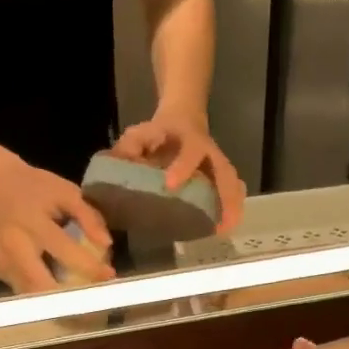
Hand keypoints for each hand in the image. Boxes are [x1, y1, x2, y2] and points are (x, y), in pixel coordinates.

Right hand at [0, 151, 113, 293]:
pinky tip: (54, 284)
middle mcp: (13, 246)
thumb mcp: (65, 192)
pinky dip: (41, 291)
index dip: (89, 267)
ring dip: (55, 300)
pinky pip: (23, 288)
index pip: (65, 252)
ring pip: (30, 294)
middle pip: (40, 285)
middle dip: (68, 299)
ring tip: (77, 298)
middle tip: (91, 301)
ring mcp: (1, 261)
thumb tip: (106, 244)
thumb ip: (88, 216)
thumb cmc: (34, 187)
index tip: (108, 276)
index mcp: (33, 223)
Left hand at [112, 112, 246, 233]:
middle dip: (224, 195)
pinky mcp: (221, 175)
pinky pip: (233, 190)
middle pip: (224, 171)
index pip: (191, 151)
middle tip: (217, 222)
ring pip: (232, 183)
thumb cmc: (159, 132)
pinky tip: (225, 226)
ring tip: (225, 229)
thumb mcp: (141, 133)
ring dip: (232, 205)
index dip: (183, 167)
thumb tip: (116, 167)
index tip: (170, 185)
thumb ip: (129, 149)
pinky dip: (232, 207)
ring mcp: (218, 164)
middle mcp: (209, 152)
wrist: (183, 119)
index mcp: (189, 139)